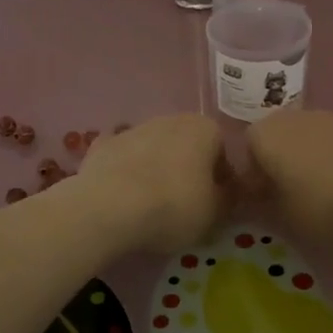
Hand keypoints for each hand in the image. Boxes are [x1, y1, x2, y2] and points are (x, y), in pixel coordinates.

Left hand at [77, 114, 232, 253]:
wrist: (109, 208)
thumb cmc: (174, 207)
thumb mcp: (215, 213)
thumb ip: (229, 198)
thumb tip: (230, 192)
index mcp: (204, 128)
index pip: (222, 152)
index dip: (221, 179)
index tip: (215, 203)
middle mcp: (171, 119)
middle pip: (187, 145)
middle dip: (189, 168)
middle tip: (185, 203)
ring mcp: (133, 128)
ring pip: (154, 148)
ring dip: (157, 167)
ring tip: (152, 203)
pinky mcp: (102, 144)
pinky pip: (122, 156)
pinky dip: (125, 169)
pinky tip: (123, 191)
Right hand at [245, 110, 332, 242]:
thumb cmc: (323, 207)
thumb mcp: (282, 216)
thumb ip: (261, 202)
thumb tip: (256, 196)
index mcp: (268, 135)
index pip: (248, 146)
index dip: (254, 170)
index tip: (265, 195)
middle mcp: (296, 117)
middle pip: (280, 134)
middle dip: (282, 157)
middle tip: (293, 189)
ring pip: (312, 133)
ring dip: (312, 153)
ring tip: (326, 186)